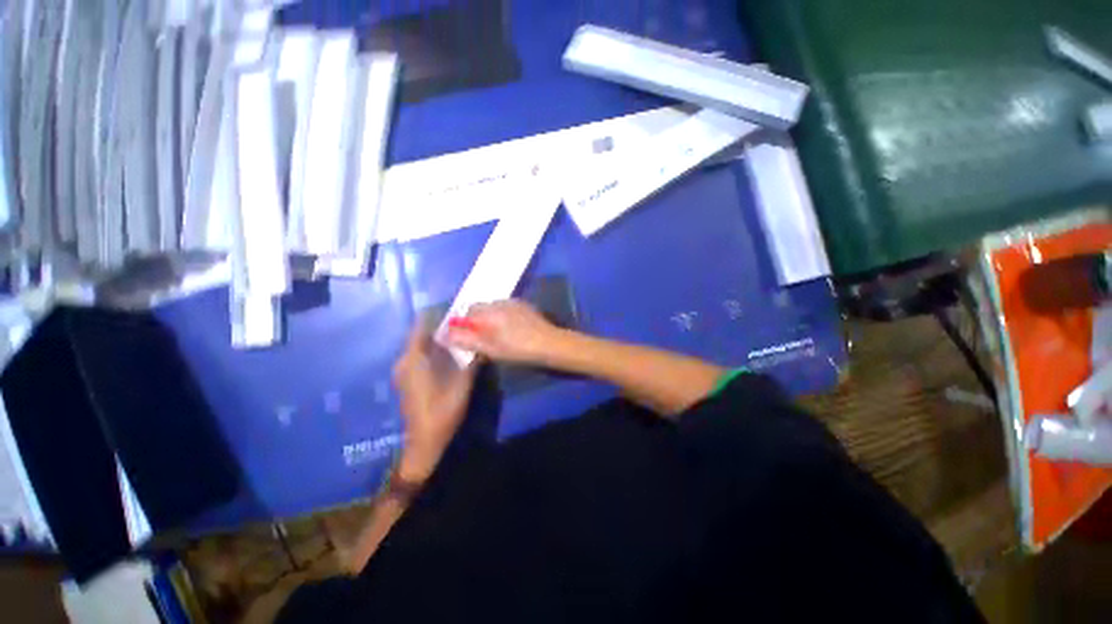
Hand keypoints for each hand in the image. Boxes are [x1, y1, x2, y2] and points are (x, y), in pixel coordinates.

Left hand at [392, 326, 476, 482]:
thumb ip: (471, 359)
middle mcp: (404, 360)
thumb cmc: (443, 410)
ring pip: (420, 345)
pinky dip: (433, 350)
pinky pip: (419, 356)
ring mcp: (403, 370)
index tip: (456, 309)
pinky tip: (450, 352)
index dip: (437, 314)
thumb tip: (481, 340)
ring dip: (437, 338)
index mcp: (414, 358)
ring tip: (460, 333)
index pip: (421, 325)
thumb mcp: (463, 382)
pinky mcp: (407, 379)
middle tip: (463, 321)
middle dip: (440, 325)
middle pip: (421, 334)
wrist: (424, 441)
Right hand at [445, 300, 564, 365]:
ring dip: (490, 318)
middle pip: (480, 308)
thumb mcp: (490, 349)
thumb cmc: (518, 349)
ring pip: (493, 308)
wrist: (550, 343)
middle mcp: (499, 302)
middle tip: (482, 339)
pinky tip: (511, 331)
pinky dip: (502, 317)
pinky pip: (506, 309)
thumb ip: (467, 339)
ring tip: (497, 336)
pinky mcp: (524, 306)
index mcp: (489, 311)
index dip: (464, 324)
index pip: (467, 311)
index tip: (468, 338)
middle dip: (477, 321)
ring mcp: (514, 302)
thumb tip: (445, 334)